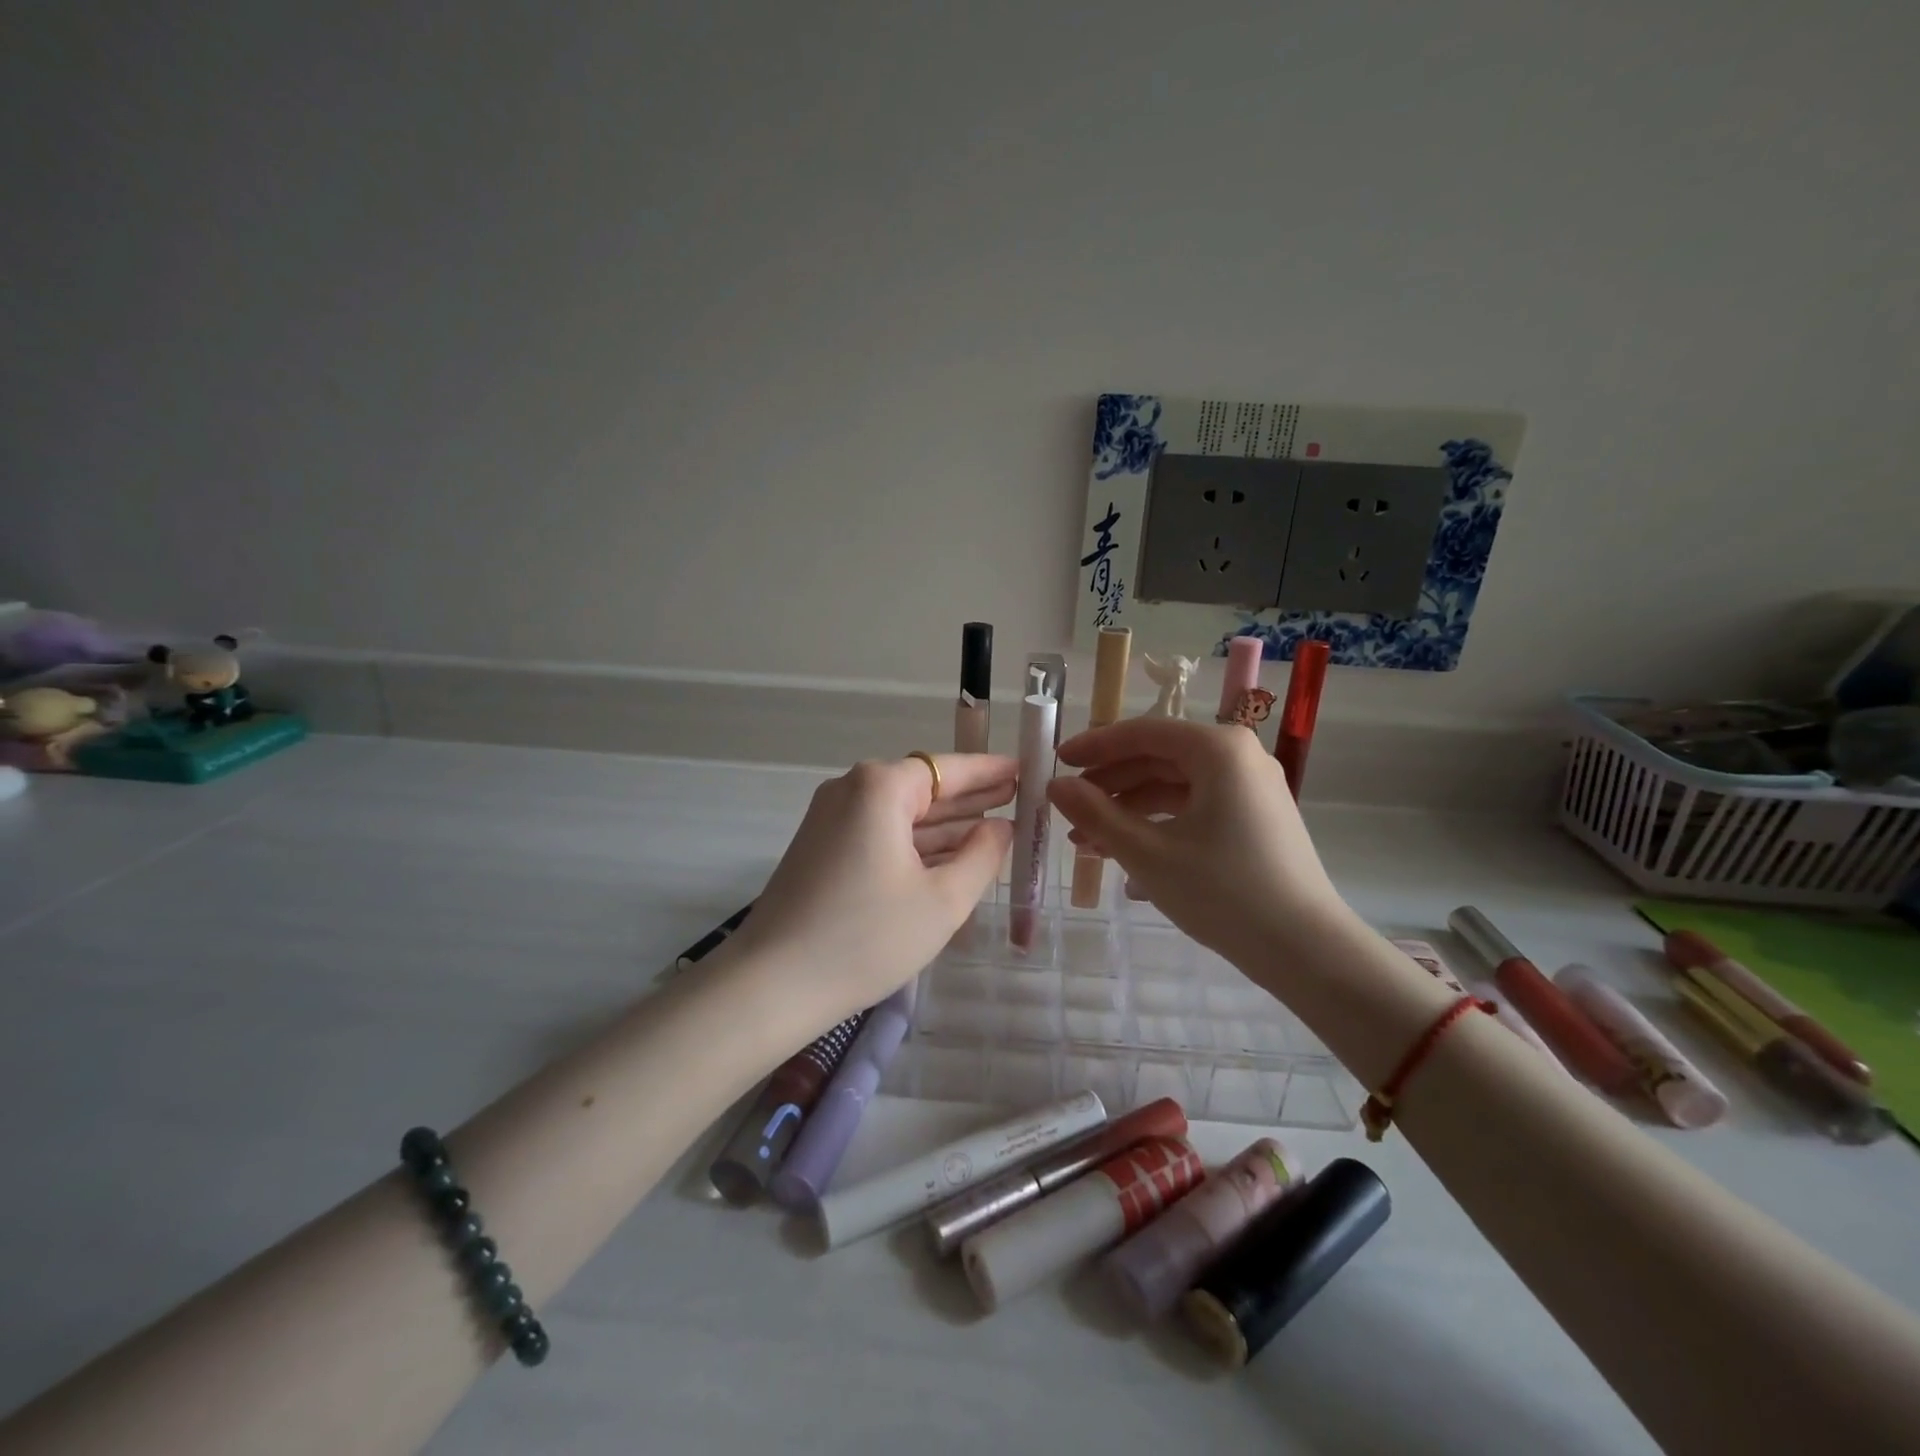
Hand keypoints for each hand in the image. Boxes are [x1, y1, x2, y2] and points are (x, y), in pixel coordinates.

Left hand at [731, 753, 1015, 1031]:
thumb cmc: (867, 937)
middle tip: (1017, 798)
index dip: (989, 771)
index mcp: (880, 788)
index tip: (1024, 770)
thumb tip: (1000, 827)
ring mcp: (830, 819)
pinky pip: (880, 834)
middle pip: (923, 787)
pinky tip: (949, 857)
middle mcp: (851, 790)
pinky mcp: (821, 848)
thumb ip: (982, 855)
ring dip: (945, 824)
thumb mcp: (943, 900)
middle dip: (970, 797)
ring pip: (901, 814)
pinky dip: (915, 844)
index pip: (947, 768)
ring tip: (994, 827)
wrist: (772, 984)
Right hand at [1046, 718, 1343, 965]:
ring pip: (1175, 789)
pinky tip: (1127, 861)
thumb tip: (1055, 786)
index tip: (1057, 762)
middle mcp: (1239, 758)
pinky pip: (1196, 810)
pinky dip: (1159, 827)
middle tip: (1068, 810)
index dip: (1095, 746)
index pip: (1143, 733)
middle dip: (1109, 787)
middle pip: (1159, 759)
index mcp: (1218, 750)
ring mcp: (1251, 790)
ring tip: (1089, 844)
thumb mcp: (1147, 853)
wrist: (1306, 951)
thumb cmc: (1222, 892)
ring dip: (1129, 812)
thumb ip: (1096, 814)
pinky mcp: (1255, 821)